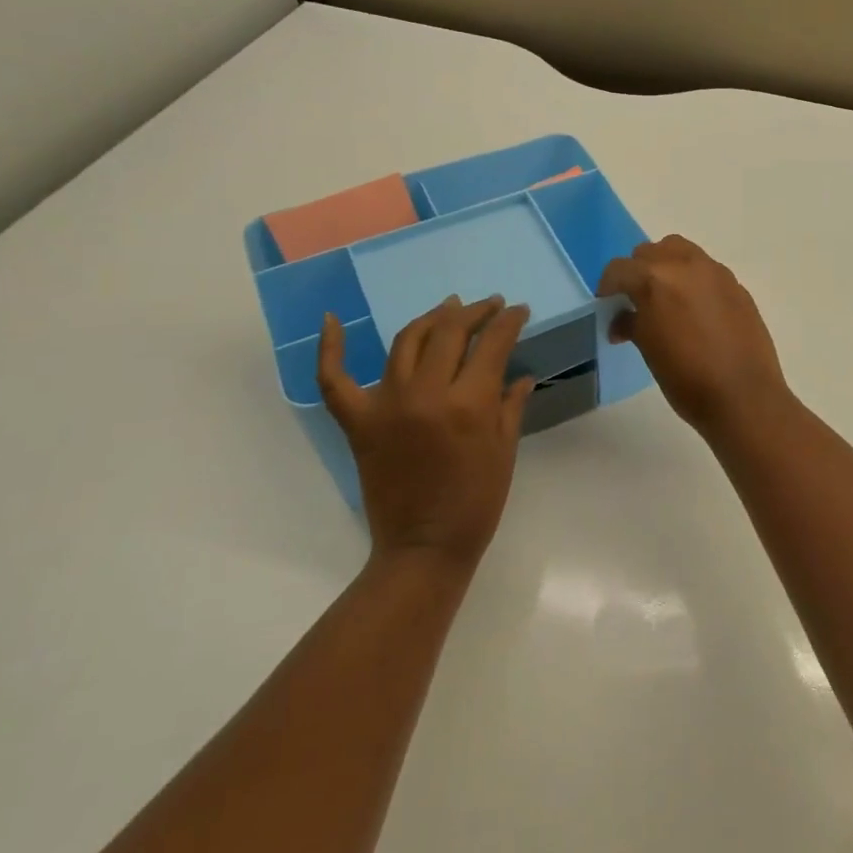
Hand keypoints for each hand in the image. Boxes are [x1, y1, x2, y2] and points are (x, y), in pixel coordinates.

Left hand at [317, 296, 535, 569]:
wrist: (424, 547)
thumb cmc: (476, 502)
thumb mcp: (505, 451)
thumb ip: (511, 406)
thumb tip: (522, 376)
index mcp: (469, 404)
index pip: (492, 344)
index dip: (509, 321)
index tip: (519, 311)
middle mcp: (426, 394)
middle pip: (450, 332)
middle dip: (475, 312)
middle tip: (490, 305)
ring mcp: (386, 405)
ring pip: (407, 341)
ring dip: (431, 318)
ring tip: (449, 308)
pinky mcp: (358, 422)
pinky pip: (334, 379)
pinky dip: (331, 348)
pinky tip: (332, 319)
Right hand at [597, 235, 789, 436]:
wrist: (743, 396)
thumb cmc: (687, 378)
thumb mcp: (649, 350)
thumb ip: (632, 324)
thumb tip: (622, 321)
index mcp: (655, 279)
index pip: (619, 269)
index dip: (608, 287)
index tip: (608, 305)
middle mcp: (685, 265)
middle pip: (650, 252)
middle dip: (638, 272)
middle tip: (636, 301)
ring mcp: (715, 272)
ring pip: (681, 252)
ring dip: (667, 267)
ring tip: (667, 299)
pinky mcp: (737, 285)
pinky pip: (706, 270)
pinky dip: (693, 280)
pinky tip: (697, 311)